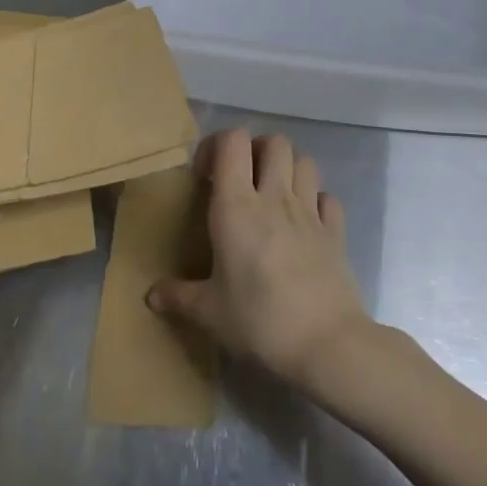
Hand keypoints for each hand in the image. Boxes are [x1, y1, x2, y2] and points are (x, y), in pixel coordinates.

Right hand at [148, 128, 372, 390]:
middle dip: (256, 150)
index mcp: (237, 206)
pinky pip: (327, 198)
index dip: (217, 146)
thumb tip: (150, 295)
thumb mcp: (209, 312)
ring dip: (288, 169)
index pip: (232, 141)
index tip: (205, 176)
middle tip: (242, 180)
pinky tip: (305, 223)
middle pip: (274, 141)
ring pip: (305, 161)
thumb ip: (178, 297)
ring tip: (273, 196)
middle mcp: (275, 197)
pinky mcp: (336, 232)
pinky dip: (316, 201)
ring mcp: (310, 211)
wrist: (326, 343)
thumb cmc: (259, 320)